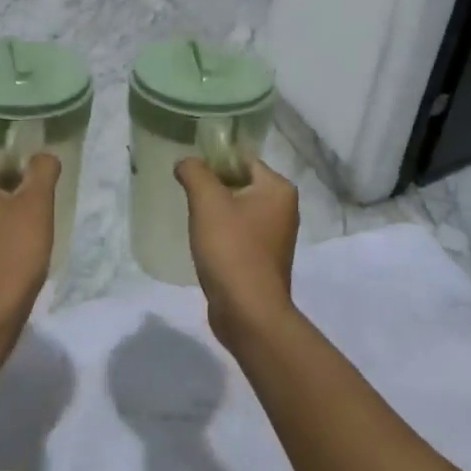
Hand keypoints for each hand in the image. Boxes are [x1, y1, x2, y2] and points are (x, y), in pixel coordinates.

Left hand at [0, 152, 60, 325]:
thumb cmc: (14, 250)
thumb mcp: (37, 204)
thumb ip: (43, 170)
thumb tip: (42, 157)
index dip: (20, 168)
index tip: (38, 191)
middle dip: (13, 190)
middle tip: (37, 211)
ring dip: (5, 212)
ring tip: (28, 231)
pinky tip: (13, 249)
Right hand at [175, 156, 299, 344]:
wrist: (248, 311)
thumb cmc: (231, 249)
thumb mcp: (206, 201)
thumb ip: (194, 172)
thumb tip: (186, 162)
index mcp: (278, 189)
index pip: (242, 159)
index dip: (214, 161)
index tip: (189, 172)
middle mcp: (284, 208)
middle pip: (240, 183)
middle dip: (212, 187)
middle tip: (186, 195)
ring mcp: (276, 236)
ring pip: (238, 210)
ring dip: (214, 212)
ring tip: (193, 219)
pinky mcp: (264, 258)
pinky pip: (239, 233)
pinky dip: (221, 234)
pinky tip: (203, 243)